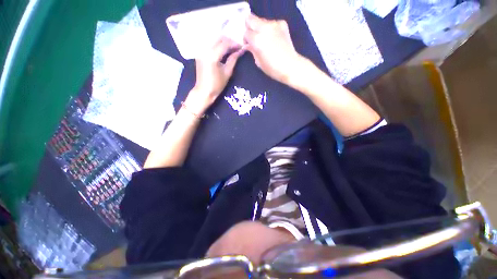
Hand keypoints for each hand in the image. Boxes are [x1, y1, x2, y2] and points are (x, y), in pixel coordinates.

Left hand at [185, 37, 244, 114]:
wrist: (204, 91)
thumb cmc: (217, 85)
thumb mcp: (227, 72)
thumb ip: (233, 59)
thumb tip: (240, 51)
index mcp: (212, 55)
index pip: (225, 44)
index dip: (234, 44)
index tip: (242, 47)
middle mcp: (205, 49)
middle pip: (219, 38)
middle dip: (229, 41)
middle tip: (237, 47)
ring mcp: (201, 51)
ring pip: (214, 40)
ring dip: (223, 42)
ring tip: (231, 49)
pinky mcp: (200, 53)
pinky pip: (210, 45)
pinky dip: (217, 45)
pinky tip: (223, 51)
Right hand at [244, 14, 302, 83]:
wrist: (290, 66)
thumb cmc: (273, 68)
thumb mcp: (258, 62)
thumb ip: (252, 50)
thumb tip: (249, 44)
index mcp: (257, 40)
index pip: (246, 33)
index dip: (246, 39)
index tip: (248, 44)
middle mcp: (264, 28)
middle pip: (251, 19)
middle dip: (250, 27)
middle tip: (253, 37)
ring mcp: (274, 24)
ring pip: (261, 20)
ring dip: (260, 28)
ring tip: (265, 39)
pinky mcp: (282, 24)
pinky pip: (271, 23)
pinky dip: (270, 29)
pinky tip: (274, 38)